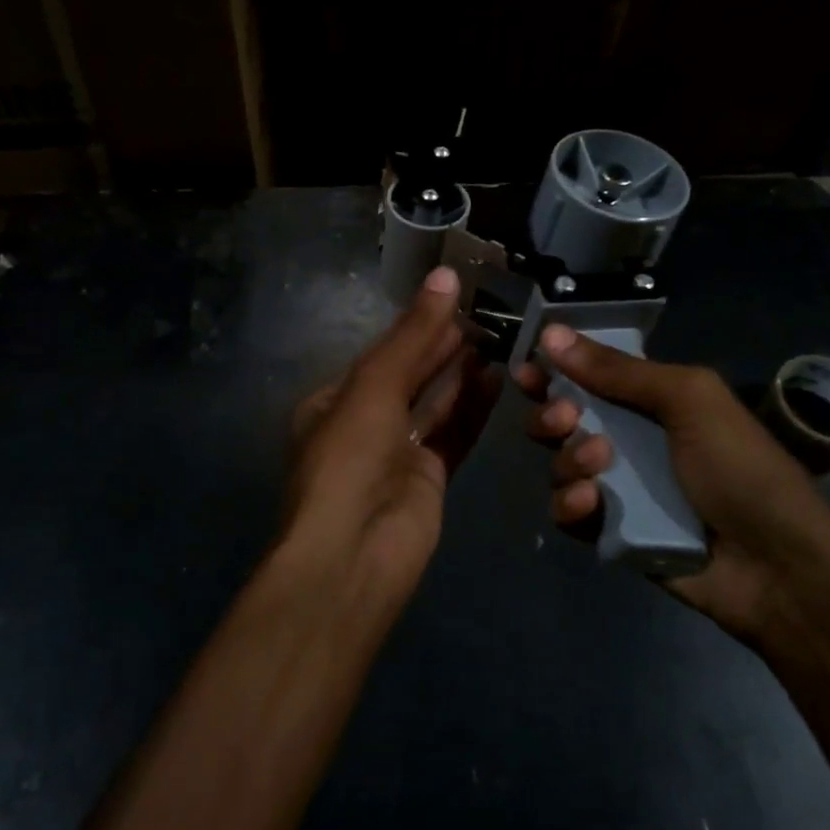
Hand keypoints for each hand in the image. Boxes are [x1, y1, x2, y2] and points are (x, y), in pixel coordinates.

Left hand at [284, 266, 500, 601]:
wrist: (354, 553)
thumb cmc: (349, 458)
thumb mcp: (374, 386)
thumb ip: (413, 335)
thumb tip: (446, 276)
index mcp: (334, 401)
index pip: (380, 353)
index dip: (415, 326)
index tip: (452, 298)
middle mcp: (364, 424)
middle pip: (408, 375)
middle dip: (440, 346)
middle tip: (482, 314)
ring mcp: (397, 453)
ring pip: (434, 403)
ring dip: (459, 373)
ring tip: (494, 339)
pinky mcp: (429, 478)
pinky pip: (454, 434)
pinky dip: (472, 408)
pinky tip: (496, 379)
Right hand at [515, 324, 829, 639]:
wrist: (778, 568)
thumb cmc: (740, 468)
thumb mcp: (689, 401)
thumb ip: (619, 370)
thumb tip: (552, 334)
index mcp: (650, 401)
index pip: (589, 375)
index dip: (554, 368)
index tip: (527, 368)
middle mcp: (628, 438)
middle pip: (562, 417)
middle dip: (551, 413)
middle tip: (563, 417)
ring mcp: (618, 487)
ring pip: (560, 463)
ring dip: (568, 459)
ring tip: (599, 465)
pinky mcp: (611, 531)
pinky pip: (568, 511)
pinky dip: (571, 505)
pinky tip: (591, 504)